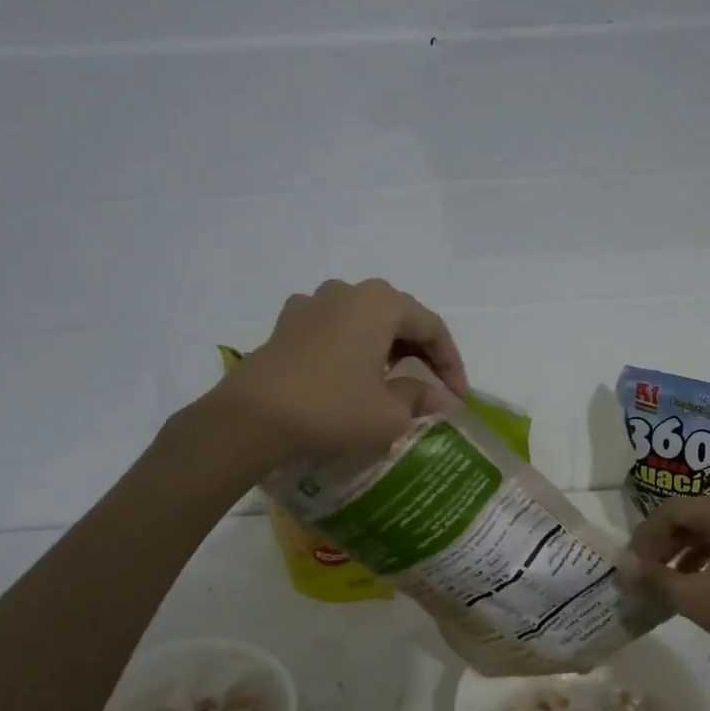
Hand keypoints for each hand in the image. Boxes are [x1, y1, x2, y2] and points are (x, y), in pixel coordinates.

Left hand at [214, 279, 469, 467]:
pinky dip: (352, 349)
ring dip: (386, 348)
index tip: (458, 398)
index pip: (432, 328)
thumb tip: (433, 395)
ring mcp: (311, 304)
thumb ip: (418, 397)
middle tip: (432, 387)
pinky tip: (351, 375)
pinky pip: (333, 330)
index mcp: (381, 303)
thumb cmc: (332, 410)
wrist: (251, 419)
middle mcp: (347, 291)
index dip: (451, 364)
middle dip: (420, 353)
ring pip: (364, 321)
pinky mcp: (286, 324)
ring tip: (394, 380)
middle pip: (398, 318)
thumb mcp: (389, 414)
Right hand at [627, 495, 709, 670]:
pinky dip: (704, 559)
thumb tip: (622, 567)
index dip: (644, 535)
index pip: (670, 510)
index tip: (631, 563)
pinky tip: (694, 584)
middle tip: (644, 571)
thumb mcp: (692, 596)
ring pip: (707, 532)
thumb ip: (653, 578)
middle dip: (662, 544)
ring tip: (664, 580)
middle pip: (689, 517)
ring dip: (681, 553)